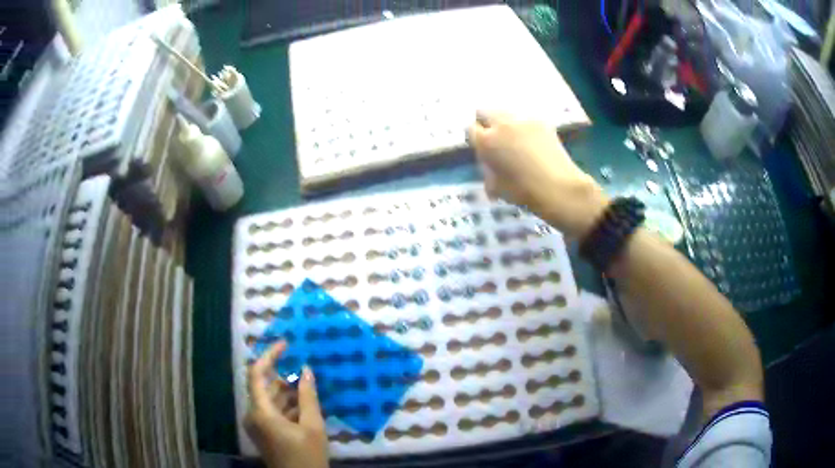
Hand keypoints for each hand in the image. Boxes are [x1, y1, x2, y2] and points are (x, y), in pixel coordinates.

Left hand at [245, 342, 328, 467]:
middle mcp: (253, 415)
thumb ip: (308, 396)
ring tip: (308, 383)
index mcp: (260, 412)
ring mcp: (258, 425)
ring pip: (270, 400)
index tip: (286, 344)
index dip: (270, 356)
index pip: (257, 374)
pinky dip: (288, 405)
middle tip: (304, 365)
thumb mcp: (312, 426)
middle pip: (264, 387)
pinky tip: (306, 403)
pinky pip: (273, 411)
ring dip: (288, 391)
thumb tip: (306, 370)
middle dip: (283, 376)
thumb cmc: (307, 456)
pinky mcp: (264, 432)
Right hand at [467, 111, 608, 238]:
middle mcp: (501, 125)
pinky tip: (533, 142)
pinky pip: (526, 119)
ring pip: (506, 113)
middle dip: (486, 122)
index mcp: (486, 142)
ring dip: (506, 123)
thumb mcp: (496, 187)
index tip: (482, 148)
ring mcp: (522, 120)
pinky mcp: (541, 122)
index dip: (475, 139)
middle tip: (494, 138)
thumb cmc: (523, 192)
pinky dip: (525, 127)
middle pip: (484, 111)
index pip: (470, 130)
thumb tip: (489, 165)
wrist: (558, 187)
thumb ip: (488, 171)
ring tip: (515, 139)